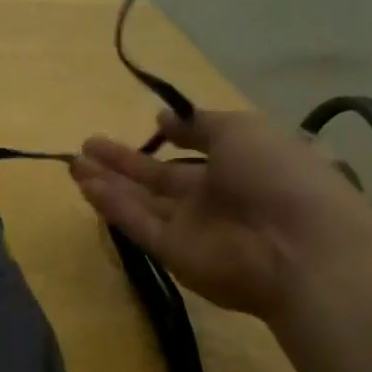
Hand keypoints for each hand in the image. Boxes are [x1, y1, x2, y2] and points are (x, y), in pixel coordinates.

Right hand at [70, 109, 371, 317]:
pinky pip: (137, 223)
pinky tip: (85, 184)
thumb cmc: (277, 175)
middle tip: (88, 144)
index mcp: (241, 165)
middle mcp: (214, 197)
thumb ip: (199, 125)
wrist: (297, 248)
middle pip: (159, 178)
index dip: (174, 137)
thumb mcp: (242, 130)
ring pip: (141, 201)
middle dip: (124, 162)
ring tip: (74, 163)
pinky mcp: (172, 253)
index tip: (150, 123)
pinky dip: (111, 204)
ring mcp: (192, 227)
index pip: (200, 150)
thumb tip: (164, 119)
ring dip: (108, 182)